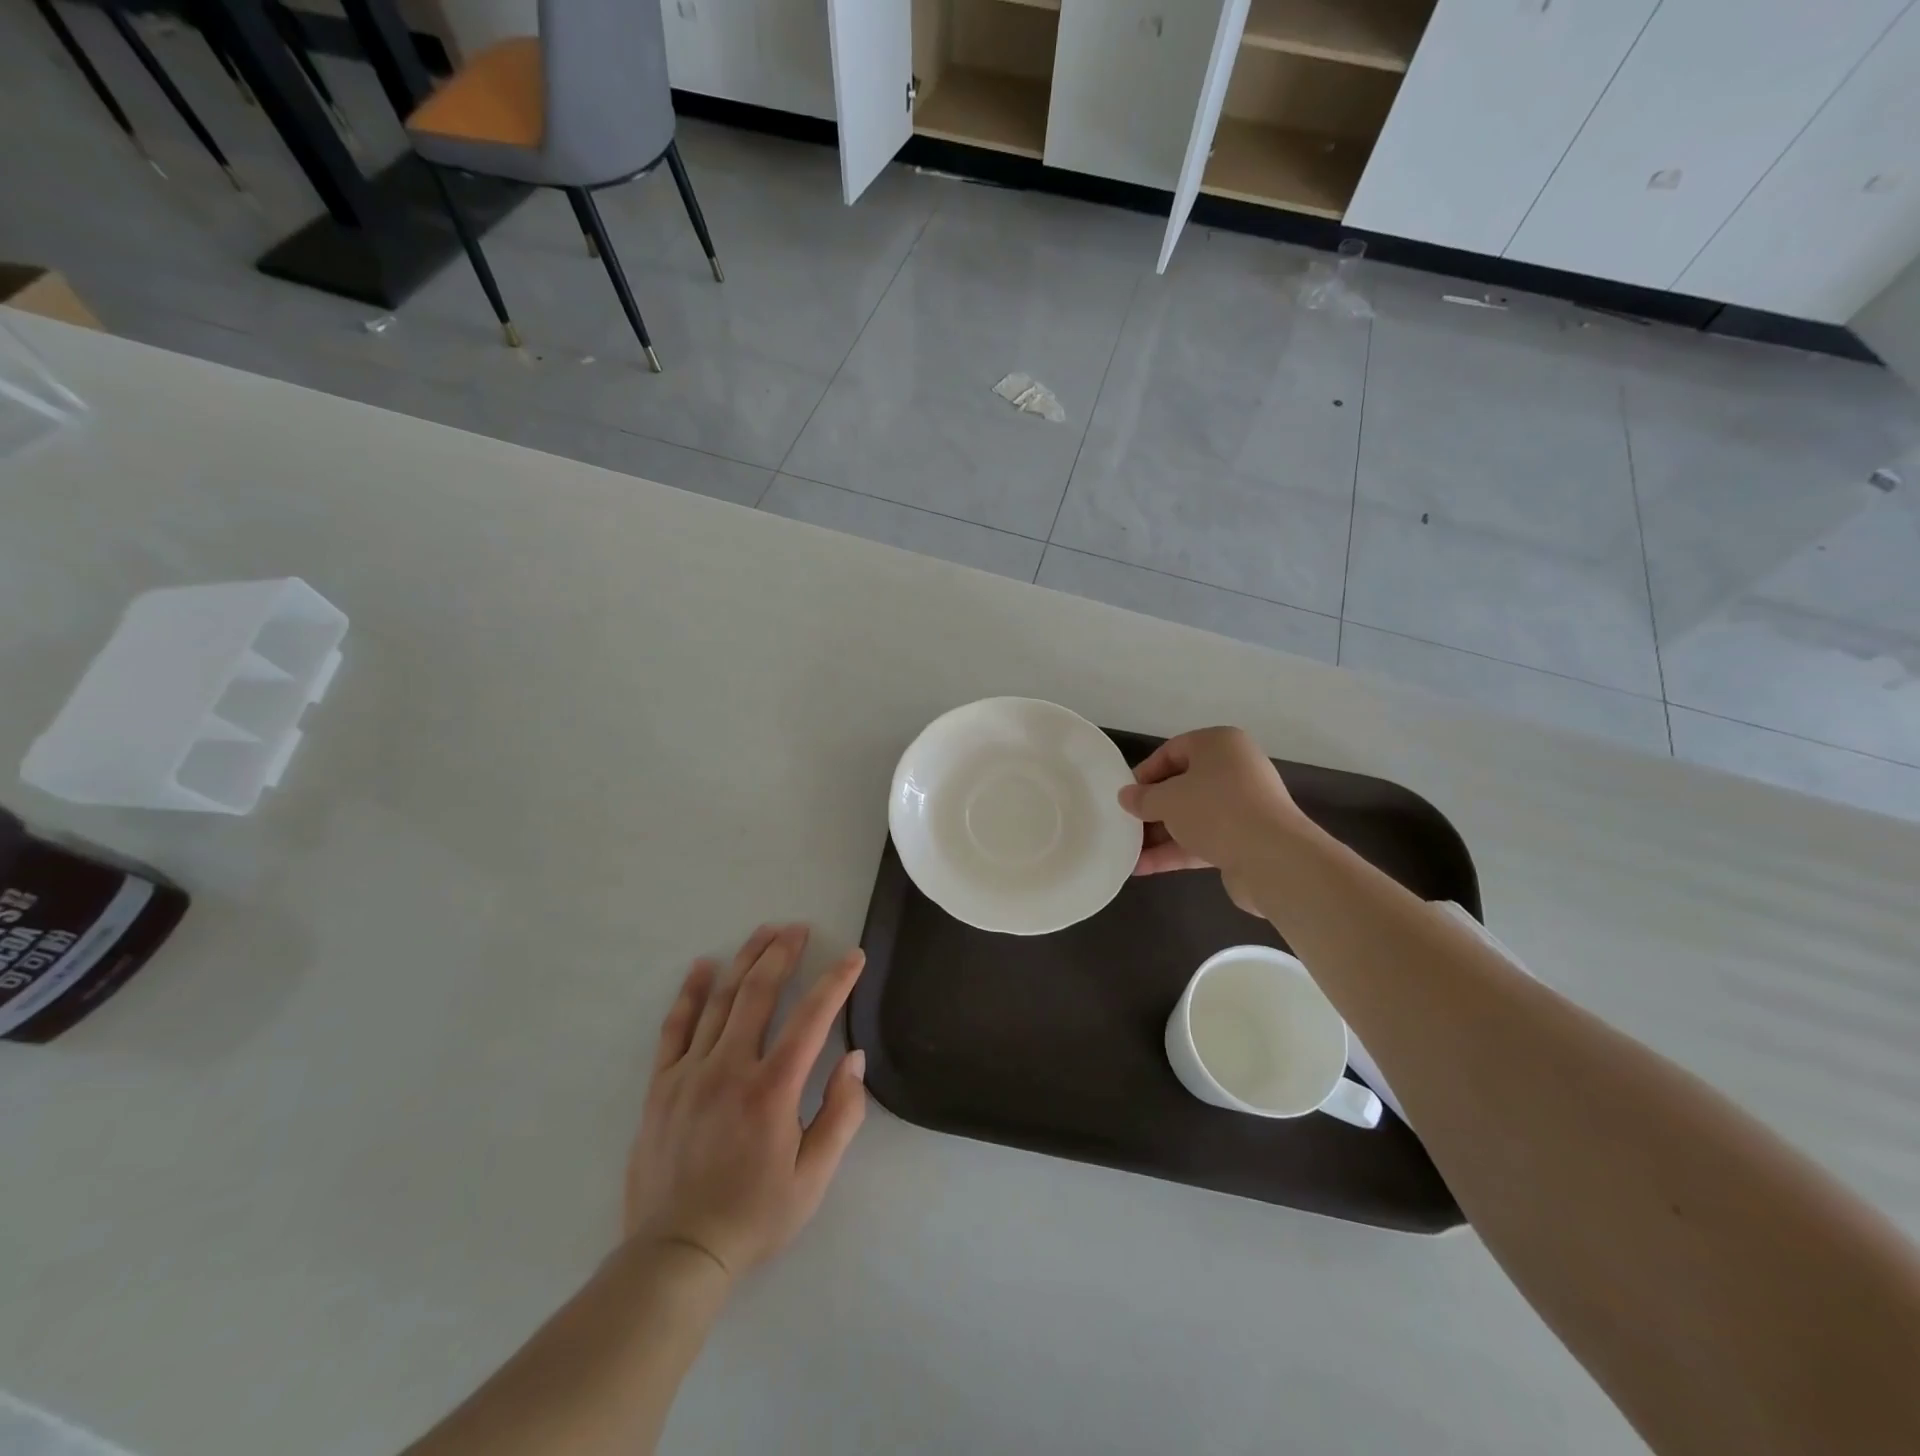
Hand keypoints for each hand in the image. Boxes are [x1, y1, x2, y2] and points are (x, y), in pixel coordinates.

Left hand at [624, 925, 867, 1281]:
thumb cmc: (754, 1216)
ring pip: (720, 1000)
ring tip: (763, 933)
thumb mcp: (814, 1177)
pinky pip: (675, 1028)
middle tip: (798, 928)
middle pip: (759, 993)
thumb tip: (854, 1058)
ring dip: (744, 961)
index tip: (852, 956)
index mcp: (772, 1089)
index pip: (812, 1017)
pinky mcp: (661, 1086)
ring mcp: (690, 1073)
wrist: (676, 1256)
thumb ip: (841, 1113)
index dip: (836, 981)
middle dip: (783, 954)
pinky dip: (690, 993)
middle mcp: (730, 1068)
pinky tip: (702, 967)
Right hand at [1117, 727, 1308, 912]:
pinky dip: (1175, 851)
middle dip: (1151, 808)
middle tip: (1125, 823)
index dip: (1145, 773)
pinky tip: (1144, 868)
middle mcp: (1234, 770)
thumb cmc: (1215, 810)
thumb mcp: (1168, 799)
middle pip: (1182, 785)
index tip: (1125, 796)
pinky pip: (1202, 839)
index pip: (1172, 751)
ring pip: (1191, 816)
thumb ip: (1143, 798)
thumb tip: (1126, 796)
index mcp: (1219, 745)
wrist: (1273, 858)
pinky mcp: (1244, 839)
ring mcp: (1242, 806)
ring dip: (1159, 834)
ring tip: (1128, 851)